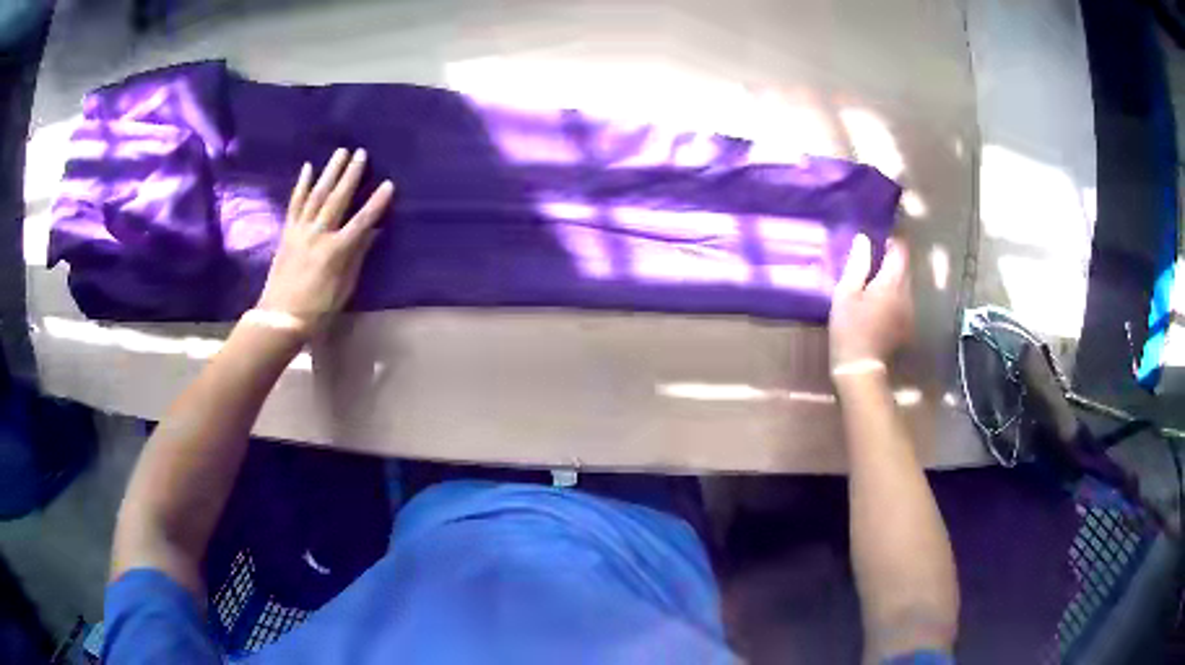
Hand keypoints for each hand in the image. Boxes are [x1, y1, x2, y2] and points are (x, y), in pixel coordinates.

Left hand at [256, 148, 394, 336]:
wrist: (279, 318)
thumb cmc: (317, 310)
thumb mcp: (343, 289)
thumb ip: (356, 257)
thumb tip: (371, 232)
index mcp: (335, 252)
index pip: (361, 222)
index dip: (376, 203)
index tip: (389, 184)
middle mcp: (318, 235)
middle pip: (337, 199)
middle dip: (351, 175)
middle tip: (361, 153)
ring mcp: (300, 231)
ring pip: (317, 195)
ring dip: (330, 172)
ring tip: (340, 152)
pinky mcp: (287, 233)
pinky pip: (295, 204)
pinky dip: (301, 185)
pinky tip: (307, 168)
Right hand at [829, 234, 912, 369]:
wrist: (861, 369)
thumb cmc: (850, 329)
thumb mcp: (846, 293)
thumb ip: (857, 264)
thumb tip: (864, 238)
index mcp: (892, 281)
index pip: (900, 250)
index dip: (892, 239)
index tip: (878, 236)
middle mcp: (906, 292)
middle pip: (904, 266)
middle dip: (892, 258)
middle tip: (872, 256)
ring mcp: (909, 310)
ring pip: (904, 283)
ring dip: (892, 278)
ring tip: (873, 279)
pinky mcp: (906, 325)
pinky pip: (902, 300)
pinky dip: (893, 294)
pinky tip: (878, 303)